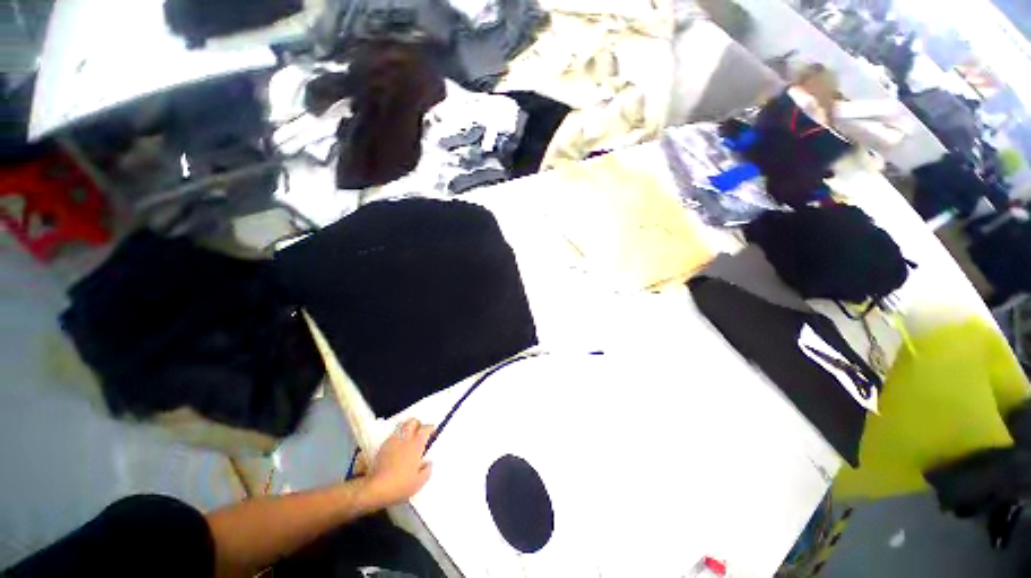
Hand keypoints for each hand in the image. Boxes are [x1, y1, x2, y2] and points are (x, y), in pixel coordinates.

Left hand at [364, 419, 433, 507]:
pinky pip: (392, 436)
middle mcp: (405, 438)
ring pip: (401, 426)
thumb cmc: (400, 485)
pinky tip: (396, 447)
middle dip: (418, 424)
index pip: (426, 428)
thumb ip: (427, 470)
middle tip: (419, 432)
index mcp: (417, 444)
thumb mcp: (419, 482)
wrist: (375, 489)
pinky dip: (397, 438)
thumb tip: (429, 463)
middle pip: (412, 421)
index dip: (430, 428)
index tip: (432, 433)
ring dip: (406, 429)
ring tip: (408, 438)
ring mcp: (392, 441)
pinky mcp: (382, 447)